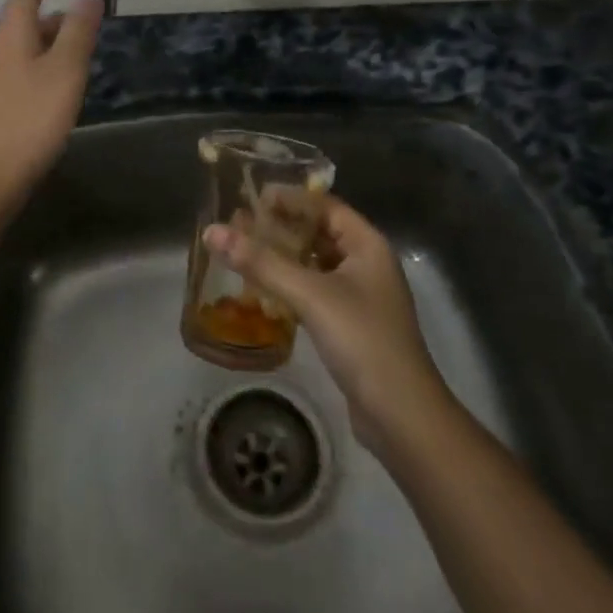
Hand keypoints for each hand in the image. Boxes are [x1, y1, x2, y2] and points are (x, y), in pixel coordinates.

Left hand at [0, 0, 101, 211]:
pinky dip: (30, 73)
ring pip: (14, 54)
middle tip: (76, 26)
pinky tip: (46, 96)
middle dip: (46, 22)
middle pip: (17, 27)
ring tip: (68, 61)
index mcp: (7, 38)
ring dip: (40, 49)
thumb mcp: (65, 71)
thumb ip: (78, 31)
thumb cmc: (29, 119)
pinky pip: (9, 78)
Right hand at [205, 197, 449, 453]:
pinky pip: (315, 291)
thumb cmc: (362, 340)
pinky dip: (290, 284)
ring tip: (244, 251)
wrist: (401, 416)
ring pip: (316, 263)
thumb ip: (261, 262)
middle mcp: (367, 264)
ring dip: (283, 256)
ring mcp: (361, 296)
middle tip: (240, 223)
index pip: (325, 206)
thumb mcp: (309, 295)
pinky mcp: (351, 325)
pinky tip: (263, 290)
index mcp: (368, 245)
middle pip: (319, 232)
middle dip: (281, 227)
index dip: (291, 198)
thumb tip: (211, 231)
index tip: (253, 196)